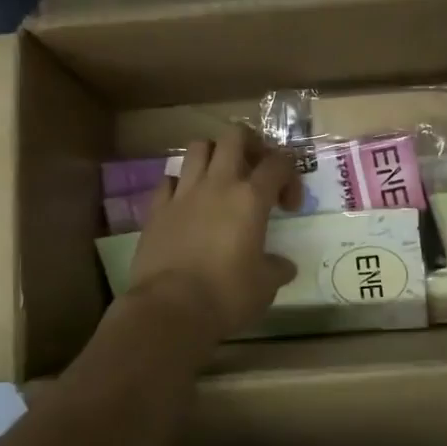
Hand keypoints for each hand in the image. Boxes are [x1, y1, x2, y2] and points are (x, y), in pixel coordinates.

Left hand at [126, 133, 302, 341]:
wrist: (170, 309)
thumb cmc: (226, 296)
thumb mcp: (265, 286)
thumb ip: (276, 268)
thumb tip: (283, 266)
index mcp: (250, 198)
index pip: (278, 162)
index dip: (290, 176)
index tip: (288, 206)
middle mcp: (217, 184)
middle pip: (234, 136)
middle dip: (250, 145)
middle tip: (255, 170)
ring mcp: (183, 193)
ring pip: (198, 147)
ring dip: (213, 154)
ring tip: (220, 177)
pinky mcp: (156, 209)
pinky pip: (168, 180)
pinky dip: (180, 184)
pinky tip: (186, 203)